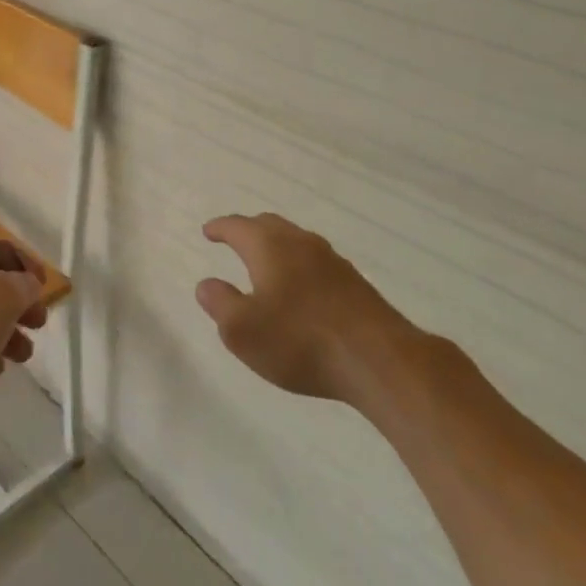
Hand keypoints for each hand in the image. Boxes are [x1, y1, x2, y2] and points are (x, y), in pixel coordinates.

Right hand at [196, 213, 408, 402]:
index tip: (208, 231)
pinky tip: (300, 288)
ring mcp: (332, 261)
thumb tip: (207, 284)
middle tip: (233, 240)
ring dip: (276, 246)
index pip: (238, 227)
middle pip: (269, 226)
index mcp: (269, 247)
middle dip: (248, 230)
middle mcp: (301, 244)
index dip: (220, 228)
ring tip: (265, 263)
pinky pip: (316, 262)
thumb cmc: (299, 341)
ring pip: (296, 241)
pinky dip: (298, 265)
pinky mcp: (354, 283)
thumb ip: (219, 303)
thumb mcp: (242, 330)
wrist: (378, 360)